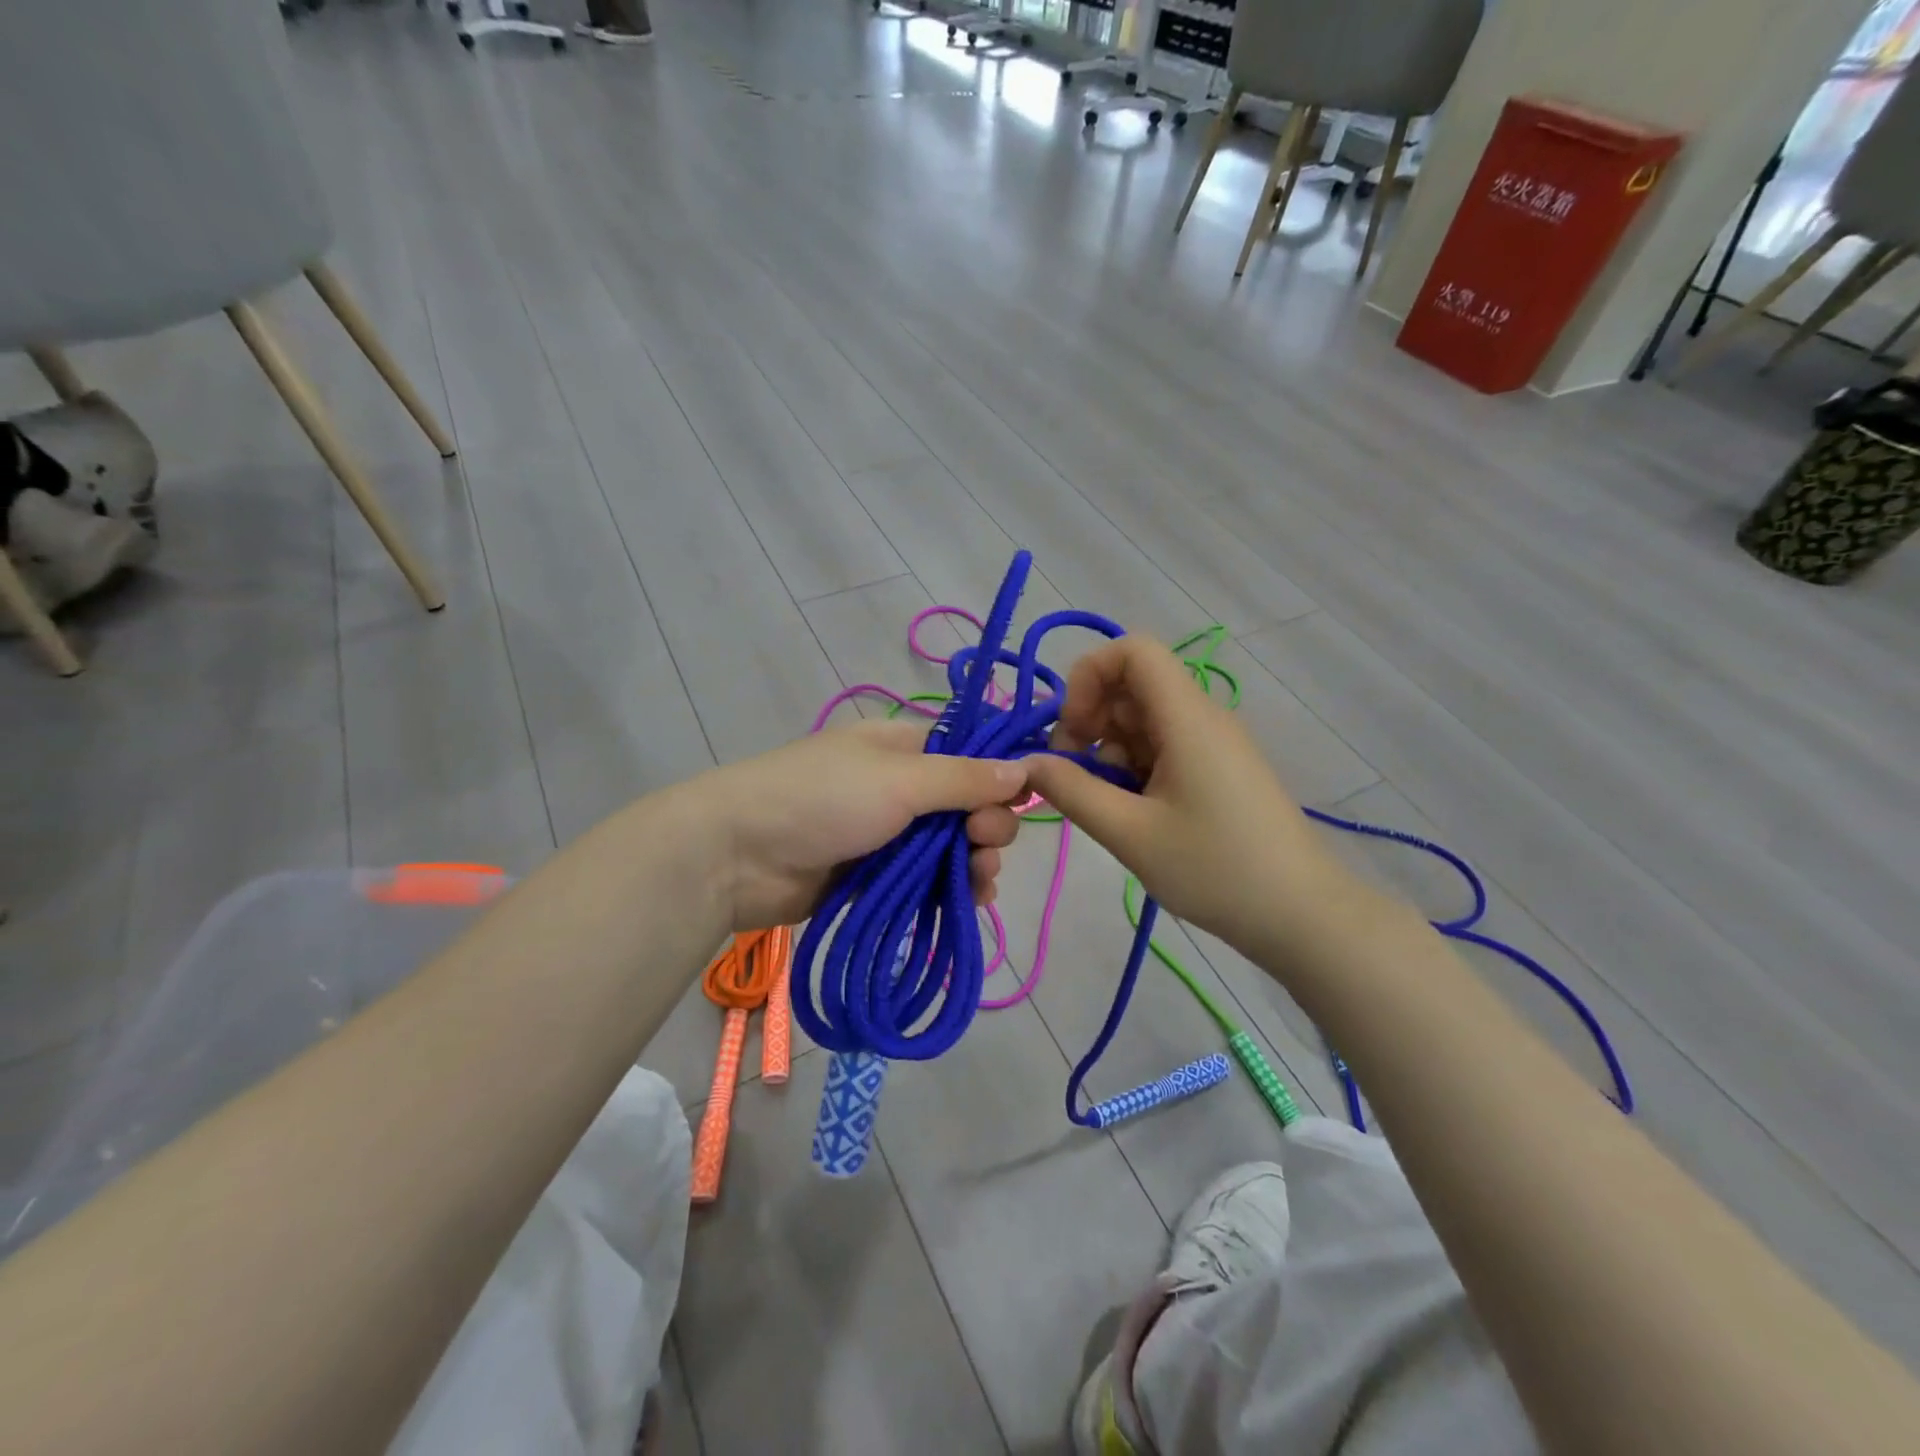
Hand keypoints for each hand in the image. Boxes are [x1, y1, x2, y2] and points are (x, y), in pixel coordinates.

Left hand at [697, 721, 1028, 930]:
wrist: (737, 856)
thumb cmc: (822, 799)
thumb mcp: (900, 780)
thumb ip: (964, 778)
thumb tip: (1025, 768)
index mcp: (902, 747)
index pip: (967, 757)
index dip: (997, 779)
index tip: (1017, 804)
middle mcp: (899, 787)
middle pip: (964, 807)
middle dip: (986, 827)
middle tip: (983, 845)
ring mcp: (885, 834)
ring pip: (948, 849)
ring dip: (974, 863)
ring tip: (979, 882)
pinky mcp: (874, 877)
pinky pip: (925, 881)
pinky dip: (949, 890)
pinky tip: (970, 902)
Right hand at [1024, 637, 1351, 952]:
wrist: (1301, 915)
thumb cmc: (1215, 869)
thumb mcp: (1130, 833)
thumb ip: (1072, 791)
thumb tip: (1027, 764)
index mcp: (1187, 717)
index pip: (1133, 650)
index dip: (1089, 676)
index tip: (1072, 731)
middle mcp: (1202, 718)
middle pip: (1133, 686)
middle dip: (1090, 721)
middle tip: (1073, 776)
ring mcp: (1212, 745)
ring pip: (1144, 721)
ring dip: (1109, 751)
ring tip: (1105, 805)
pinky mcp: (1217, 771)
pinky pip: (1163, 748)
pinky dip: (1134, 769)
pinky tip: (1132, 813)